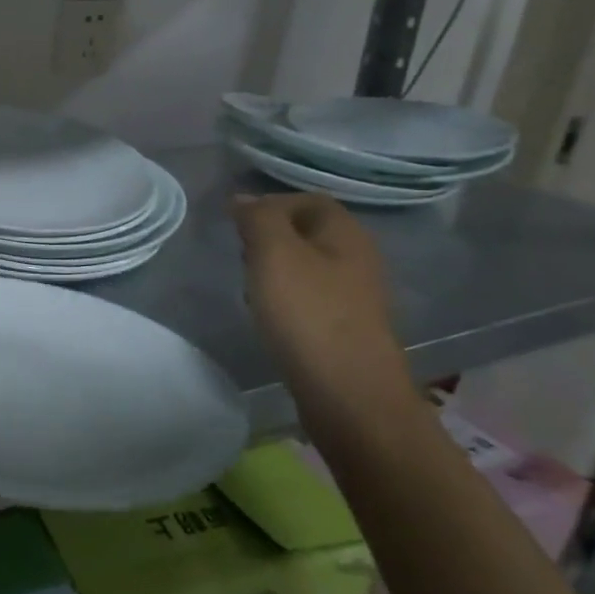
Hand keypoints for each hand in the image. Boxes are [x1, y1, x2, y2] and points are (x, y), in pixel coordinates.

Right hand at [232, 193, 420, 423]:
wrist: (348, 393)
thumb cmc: (308, 314)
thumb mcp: (274, 253)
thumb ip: (258, 218)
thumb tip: (243, 199)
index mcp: (346, 233)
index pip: (307, 200)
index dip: (270, 203)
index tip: (236, 224)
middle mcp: (358, 258)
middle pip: (308, 232)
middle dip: (270, 237)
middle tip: (240, 254)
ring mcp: (355, 296)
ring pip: (307, 266)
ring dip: (275, 270)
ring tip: (250, 286)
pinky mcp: (346, 328)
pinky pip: (311, 298)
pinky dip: (286, 299)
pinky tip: (270, 316)